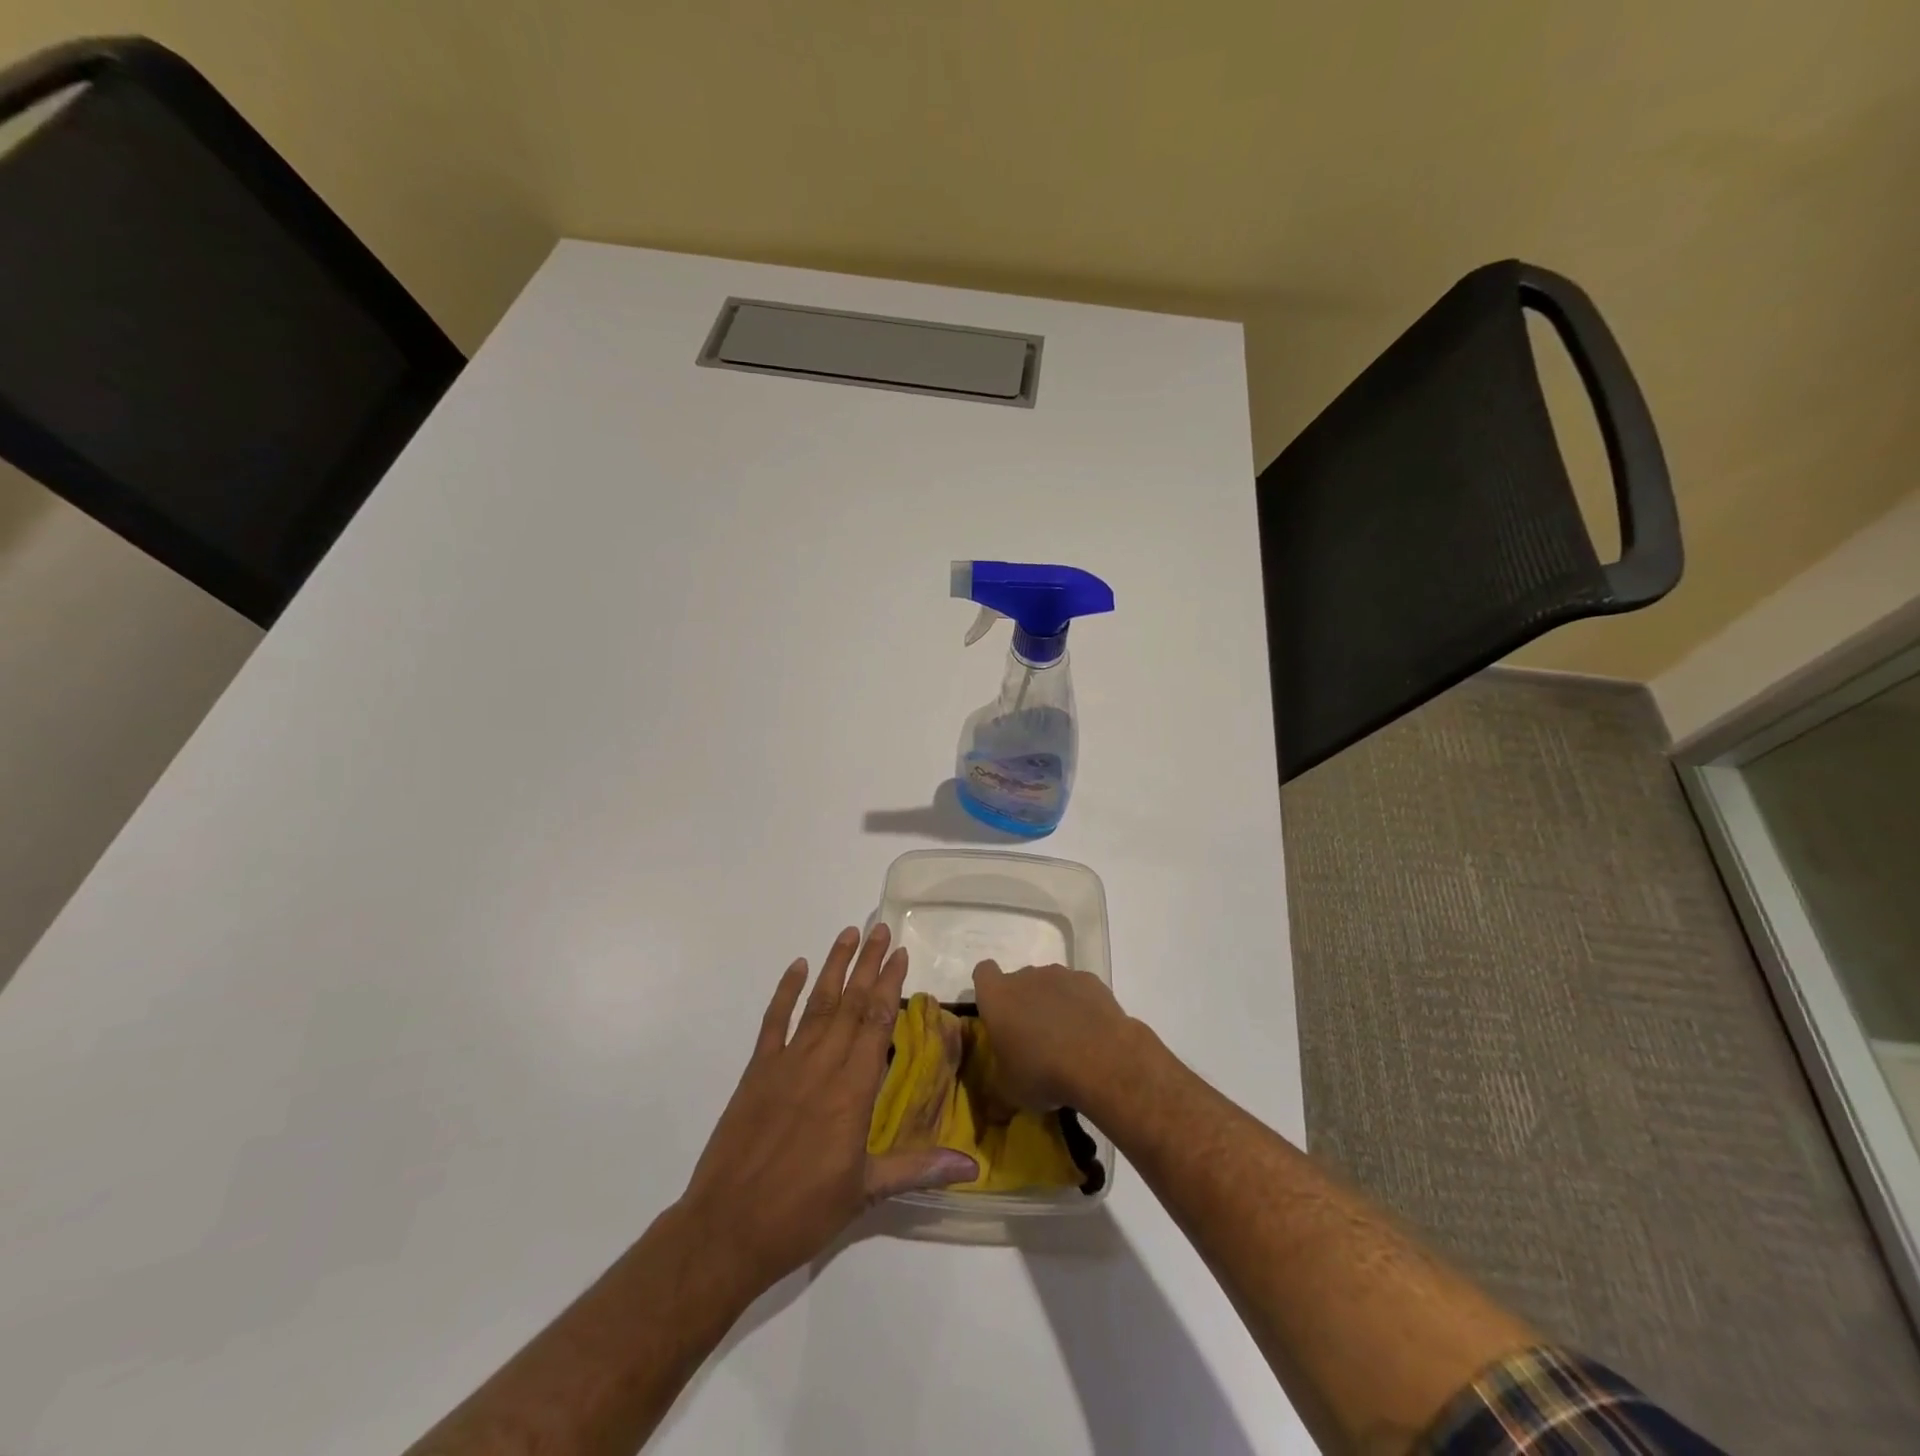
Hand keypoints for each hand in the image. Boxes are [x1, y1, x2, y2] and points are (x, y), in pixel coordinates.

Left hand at [679, 925, 978, 1297]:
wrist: (726, 1230)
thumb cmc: (802, 1213)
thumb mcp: (866, 1193)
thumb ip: (918, 1169)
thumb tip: (972, 1165)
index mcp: (852, 1090)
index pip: (877, 1022)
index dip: (890, 984)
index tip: (900, 953)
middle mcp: (822, 1065)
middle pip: (851, 1003)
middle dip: (868, 964)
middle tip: (882, 928)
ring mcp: (786, 1064)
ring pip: (818, 1003)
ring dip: (834, 966)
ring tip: (849, 933)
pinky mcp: (756, 1072)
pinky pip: (774, 1022)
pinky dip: (786, 992)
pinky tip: (798, 967)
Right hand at [970, 961, 1135, 1112]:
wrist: (1100, 1060)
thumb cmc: (1042, 1072)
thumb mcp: (1010, 1093)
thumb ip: (997, 1093)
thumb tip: (993, 1111)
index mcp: (998, 997)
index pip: (983, 973)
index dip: (987, 988)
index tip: (996, 1011)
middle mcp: (1026, 977)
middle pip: (1019, 981)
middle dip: (1023, 1003)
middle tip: (1031, 1038)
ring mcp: (1061, 975)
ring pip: (1050, 984)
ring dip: (1052, 1003)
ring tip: (1065, 1039)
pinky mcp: (1090, 981)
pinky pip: (1078, 990)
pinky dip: (1080, 1005)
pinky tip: (1090, 1032)